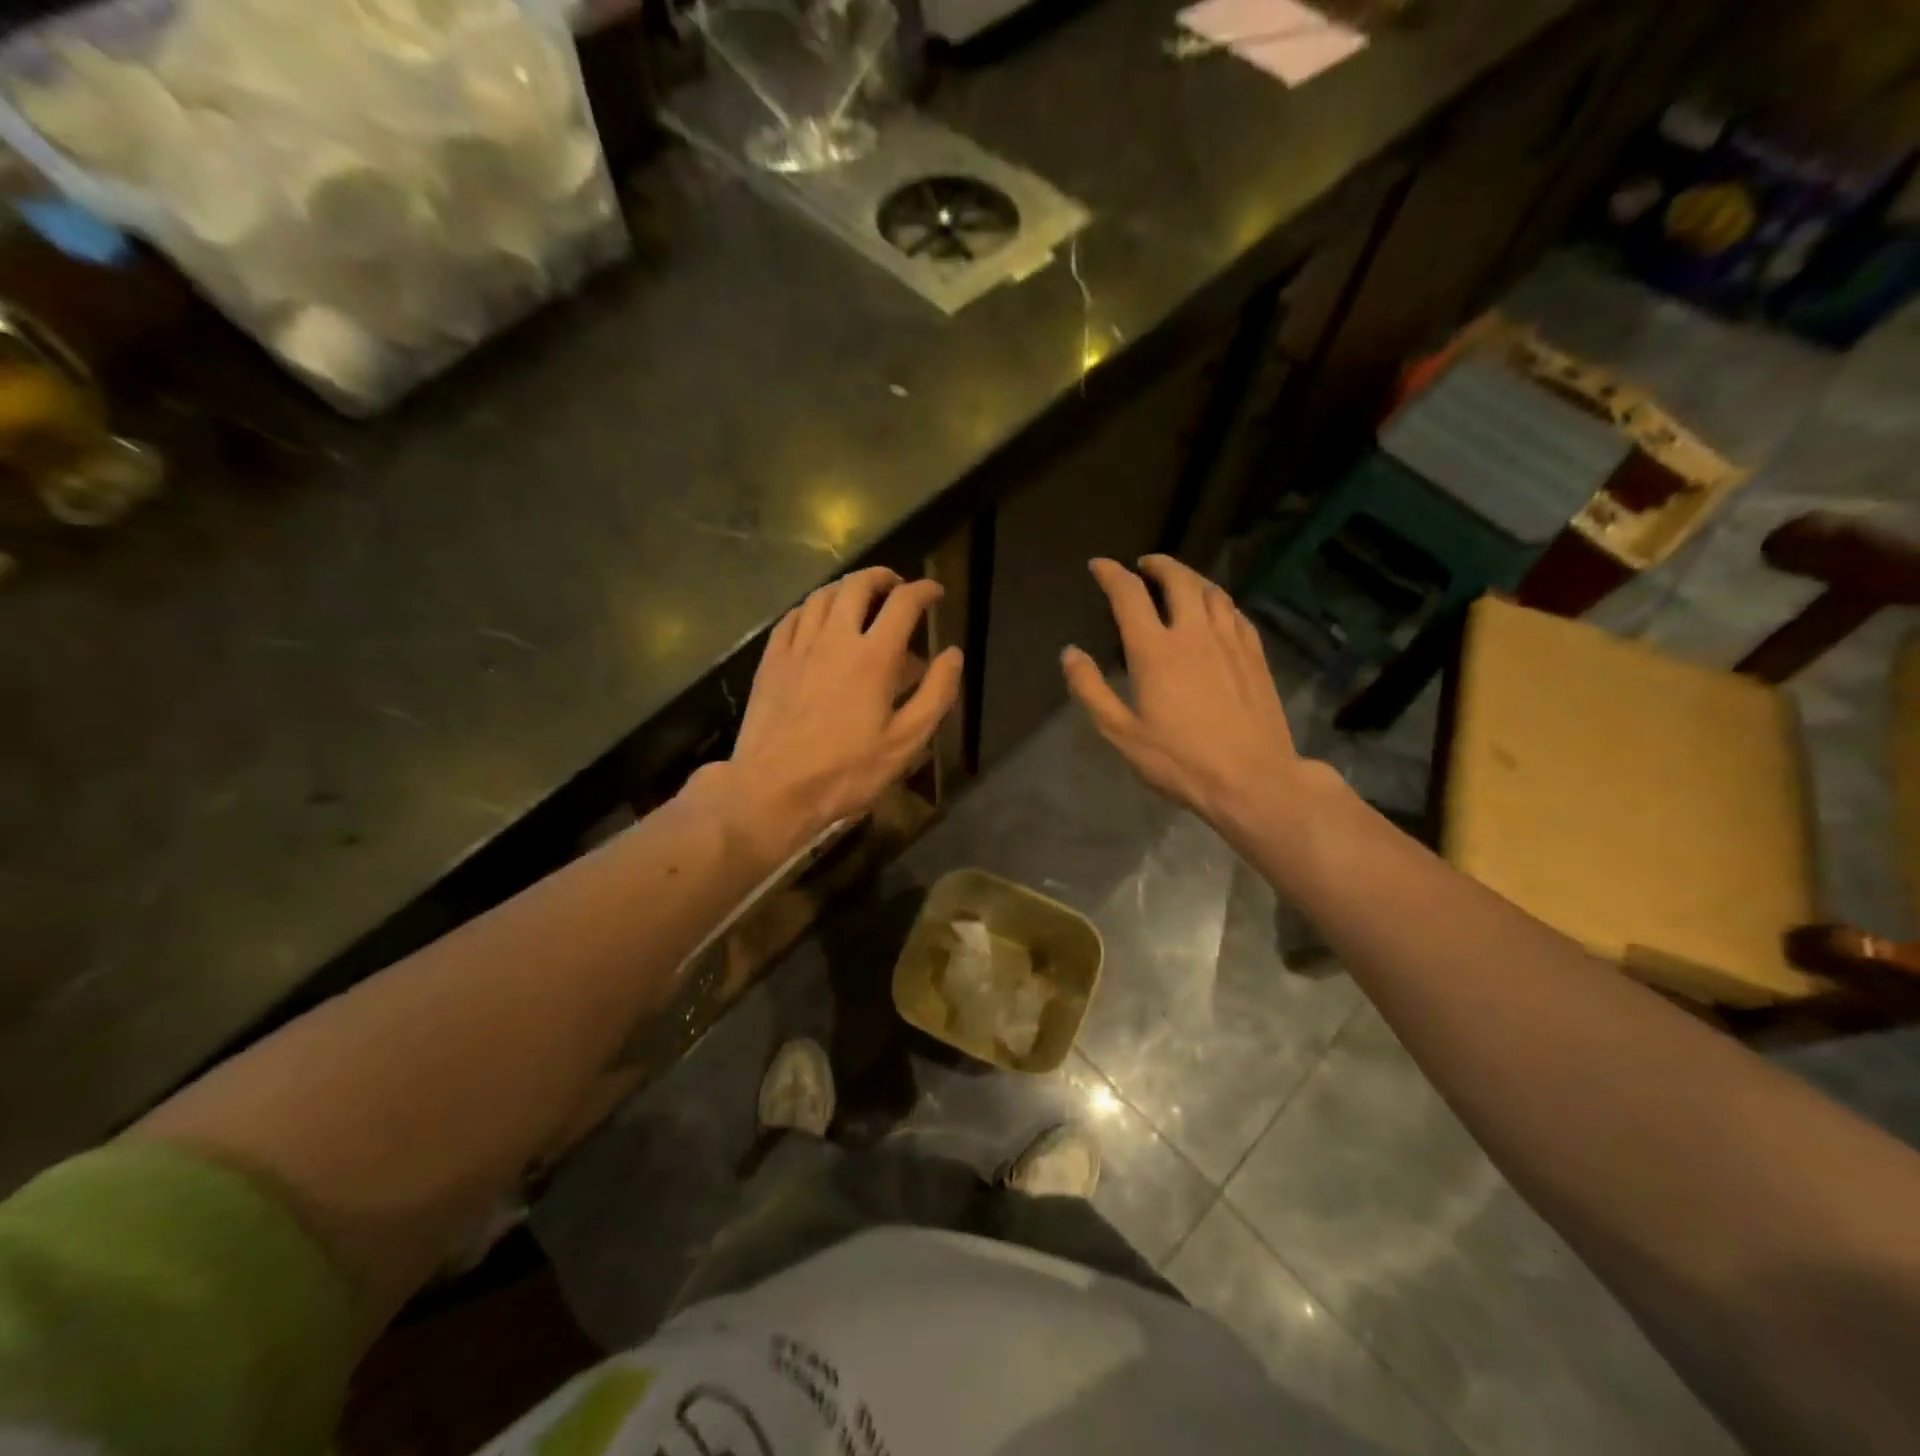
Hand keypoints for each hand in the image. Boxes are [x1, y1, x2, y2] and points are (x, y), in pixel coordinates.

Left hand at [698, 566, 961, 856]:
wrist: (773, 788)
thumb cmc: (847, 771)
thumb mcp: (906, 742)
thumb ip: (935, 693)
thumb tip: (953, 654)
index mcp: (873, 656)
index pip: (904, 603)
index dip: (924, 590)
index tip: (935, 592)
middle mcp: (834, 638)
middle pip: (858, 585)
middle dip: (882, 578)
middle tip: (896, 587)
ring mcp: (797, 646)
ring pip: (822, 595)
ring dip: (846, 588)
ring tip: (859, 599)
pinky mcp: (771, 660)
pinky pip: (793, 616)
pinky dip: (812, 607)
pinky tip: (817, 620)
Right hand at [1062, 555, 1313, 836]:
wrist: (1252, 779)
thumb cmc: (1180, 760)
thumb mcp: (1121, 733)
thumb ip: (1090, 690)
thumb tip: (1070, 653)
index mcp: (1155, 650)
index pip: (1129, 594)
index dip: (1111, 574)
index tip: (1099, 566)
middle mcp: (1194, 633)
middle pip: (1177, 579)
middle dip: (1157, 564)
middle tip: (1144, 565)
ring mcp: (1230, 641)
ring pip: (1211, 591)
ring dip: (1190, 577)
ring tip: (1179, 581)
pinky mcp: (1255, 655)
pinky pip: (1235, 612)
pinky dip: (1218, 601)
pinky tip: (1215, 611)